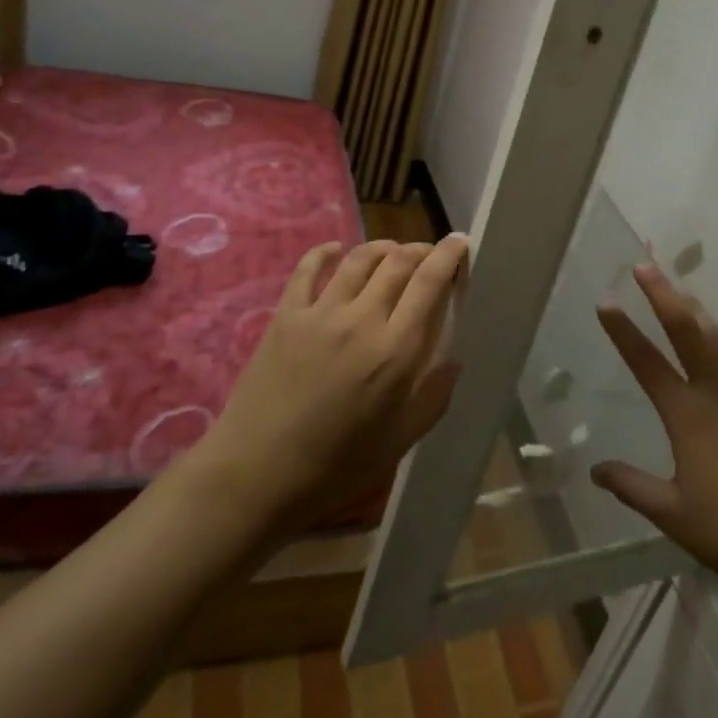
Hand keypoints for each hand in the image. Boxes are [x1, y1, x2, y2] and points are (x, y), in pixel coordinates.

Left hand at [195, 234, 468, 532]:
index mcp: (396, 351)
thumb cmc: (336, 465)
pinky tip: (336, 250)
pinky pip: (308, 268)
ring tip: (392, 252)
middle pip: (398, 262)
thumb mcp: (400, 440)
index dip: (448, 255)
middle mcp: (362, 320)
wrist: (257, 475)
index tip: (460, 242)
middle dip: (420, 250)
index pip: (429, 282)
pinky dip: (326, 252)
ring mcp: (320, 313)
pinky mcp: (286, 316)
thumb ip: (433, 396)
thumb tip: (454, 360)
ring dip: (382, 247)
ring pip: (359, 259)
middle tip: (429, 255)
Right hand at [591, 263, 717, 596]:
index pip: (646, 362)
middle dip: (663, 295)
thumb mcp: (672, 513)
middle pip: (688, 331)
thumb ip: (631, 486)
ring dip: (699, 313)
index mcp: (688, 414)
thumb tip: (596, 470)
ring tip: (683, 293)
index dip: (623, 330)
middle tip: (646, 266)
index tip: (606, 301)